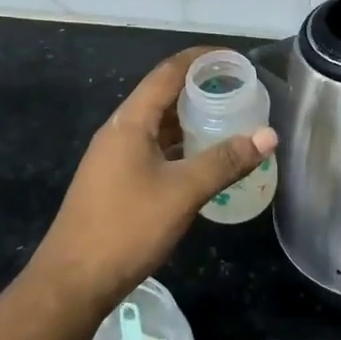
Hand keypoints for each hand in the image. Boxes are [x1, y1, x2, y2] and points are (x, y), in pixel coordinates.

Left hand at [28, 47, 277, 312]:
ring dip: (190, 120)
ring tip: (228, 121)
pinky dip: (179, 147)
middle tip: (239, 91)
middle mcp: (119, 132)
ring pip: (158, 126)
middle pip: (162, 96)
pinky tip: (202, 161)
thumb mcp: (182, 192)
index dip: (200, 59)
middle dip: (199, 89)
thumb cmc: (127, 227)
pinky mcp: (115, 182)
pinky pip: (153, 150)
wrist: (72, 281)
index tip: (233, 58)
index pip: (167, 73)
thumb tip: (268, 135)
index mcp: (130, 122)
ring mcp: (114, 158)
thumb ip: (225, 161)